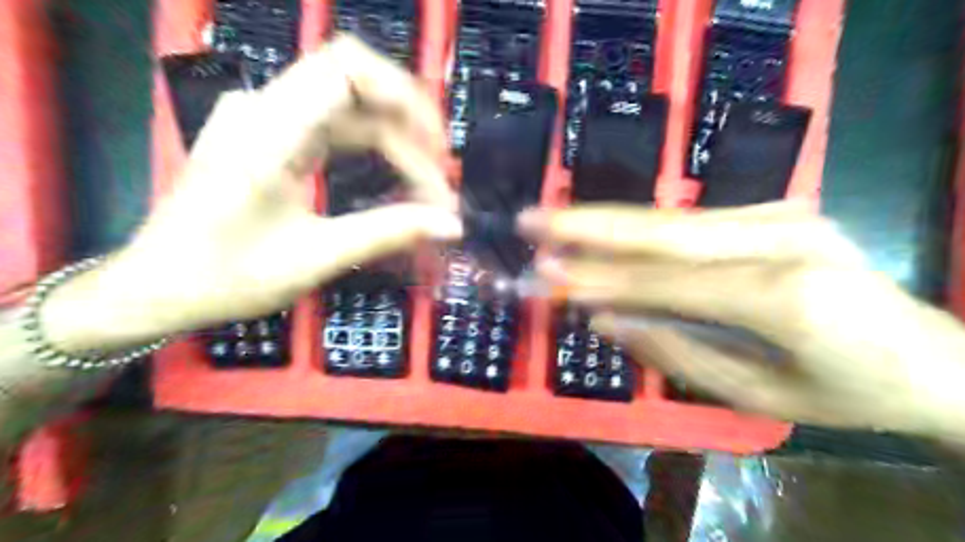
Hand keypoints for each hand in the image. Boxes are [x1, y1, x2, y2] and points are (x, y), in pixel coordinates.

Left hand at [45, 37, 462, 353]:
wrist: (159, 288)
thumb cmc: (228, 277)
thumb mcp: (315, 258)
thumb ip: (388, 233)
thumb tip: (452, 224)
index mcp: (268, 131)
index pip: (346, 68)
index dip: (403, 96)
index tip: (437, 148)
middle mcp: (264, 108)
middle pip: (356, 84)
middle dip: (409, 125)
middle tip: (439, 178)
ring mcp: (265, 118)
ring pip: (350, 104)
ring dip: (395, 138)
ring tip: (426, 182)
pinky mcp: (271, 135)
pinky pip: (335, 124)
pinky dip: (373, 146)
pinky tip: (393, 174)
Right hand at [525, 202, 964, 440]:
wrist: (936, 357)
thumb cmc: (848, 394)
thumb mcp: (758, 396)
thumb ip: (675, 353)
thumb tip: (605, 320)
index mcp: (785, 297)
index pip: (665, 282)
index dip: (597, 277)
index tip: (543, 273)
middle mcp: (783, 240)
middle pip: (663, 229)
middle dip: (588, 225)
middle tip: (532, 219)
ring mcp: (783, 216)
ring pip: (673, 218)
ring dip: (607, 222)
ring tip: (554, 221)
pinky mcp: (778, 210)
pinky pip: (692, 222)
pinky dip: (641, 228)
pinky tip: (602, 230)